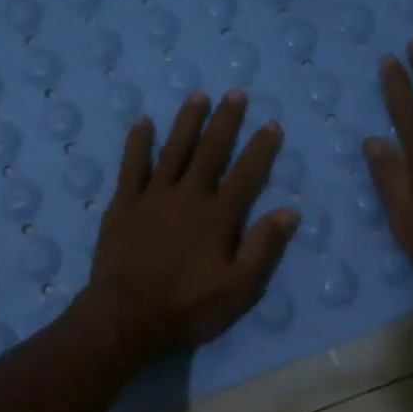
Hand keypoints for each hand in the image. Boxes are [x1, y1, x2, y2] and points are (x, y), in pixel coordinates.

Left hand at [85, 91, 300, 359]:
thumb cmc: (187, 308)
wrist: (126, 318)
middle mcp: (188, 197)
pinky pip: (131, 167)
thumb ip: (263, 249)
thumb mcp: (238, 289)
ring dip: (187, 122)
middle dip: (225, 121)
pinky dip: (137, 144)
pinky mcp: (123, 205)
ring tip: (198, 96)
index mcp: (218, 217)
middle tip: (236, 94)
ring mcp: (153, 198)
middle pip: (211, 152)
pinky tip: (143, 122)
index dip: (261, 148)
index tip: (272, 124)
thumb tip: (289, 212)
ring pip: (174, 151)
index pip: (246, 175)